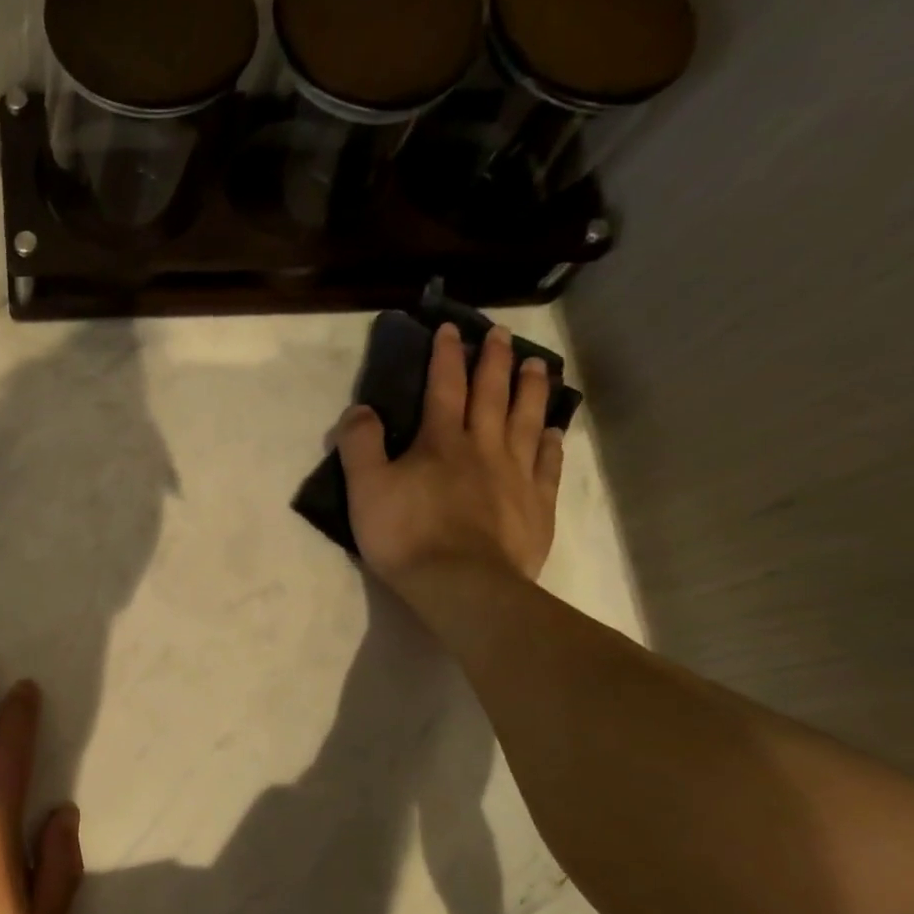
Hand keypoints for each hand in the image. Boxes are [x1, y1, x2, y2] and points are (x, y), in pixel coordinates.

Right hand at [336, 323, 563, 591]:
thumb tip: (360, 408)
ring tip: (538, 365)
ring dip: (532, 390)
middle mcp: (483, 447)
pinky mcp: (536, 505)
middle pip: (492, 395)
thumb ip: (360, 444)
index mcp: (440, 442)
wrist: (462, 584)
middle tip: (502, 334)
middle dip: (494, 361)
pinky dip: (551, 443)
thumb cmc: (406, 535)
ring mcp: (516, 475)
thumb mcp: (365, 489)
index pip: (444, 387)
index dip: (446, 356)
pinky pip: (547, 465)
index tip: (451, 328)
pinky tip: (553, 431)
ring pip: (527, 421)